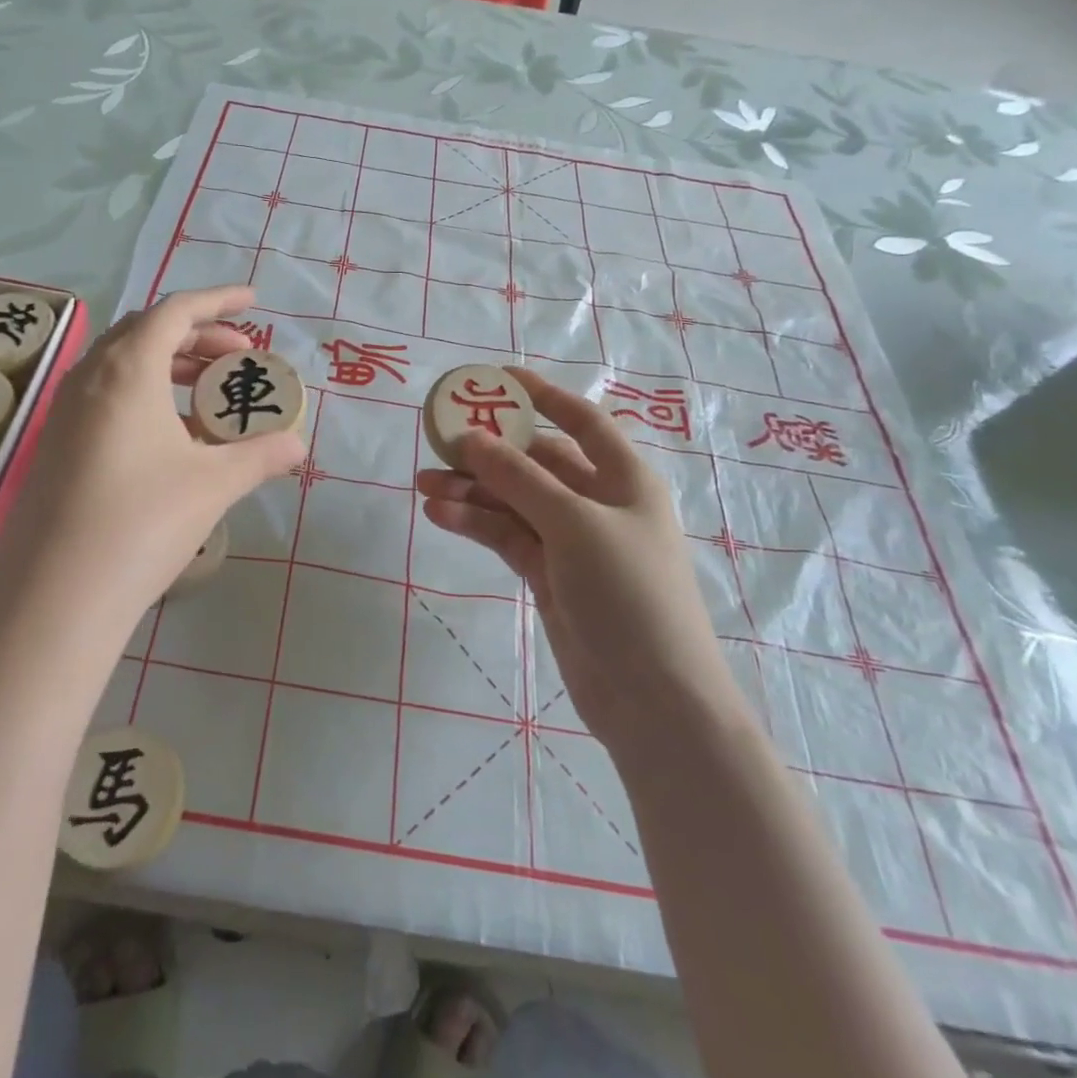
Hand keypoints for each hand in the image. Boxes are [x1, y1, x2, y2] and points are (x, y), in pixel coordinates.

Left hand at [0, 286, 303, 647]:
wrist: (56, 596)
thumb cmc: (142, 522)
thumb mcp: (213, 484)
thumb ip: (260, 456)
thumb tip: (298, 445)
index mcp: (128, 370)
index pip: (175, 311)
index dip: (217, 300)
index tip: (253, 301)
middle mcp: (90, 377)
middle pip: (147, 332)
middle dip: (198, 335)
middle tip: (239, 357)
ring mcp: (65, 412)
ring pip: (123, 365)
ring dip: (170, 365)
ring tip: (210, 393)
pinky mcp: (56, 444)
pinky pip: (106, 396)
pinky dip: (146, 395)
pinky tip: (172, 435)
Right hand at [416, 369, 735, 752]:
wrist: (653, 700)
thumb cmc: (629, 594)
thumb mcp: (574, 524)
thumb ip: (518, 478)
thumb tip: (469, 437)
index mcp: (624, 478)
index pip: (580, 420)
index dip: (541, 395)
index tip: (496, 377)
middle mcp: (598, 502)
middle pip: (536, 462)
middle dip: (489, 452)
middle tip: (438, 441)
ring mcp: (571, 541)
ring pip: (513, 501)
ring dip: (472, 491)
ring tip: (422, 484)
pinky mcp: (549, 575)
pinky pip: (507, 536)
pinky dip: (476, 524)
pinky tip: (440, 515)